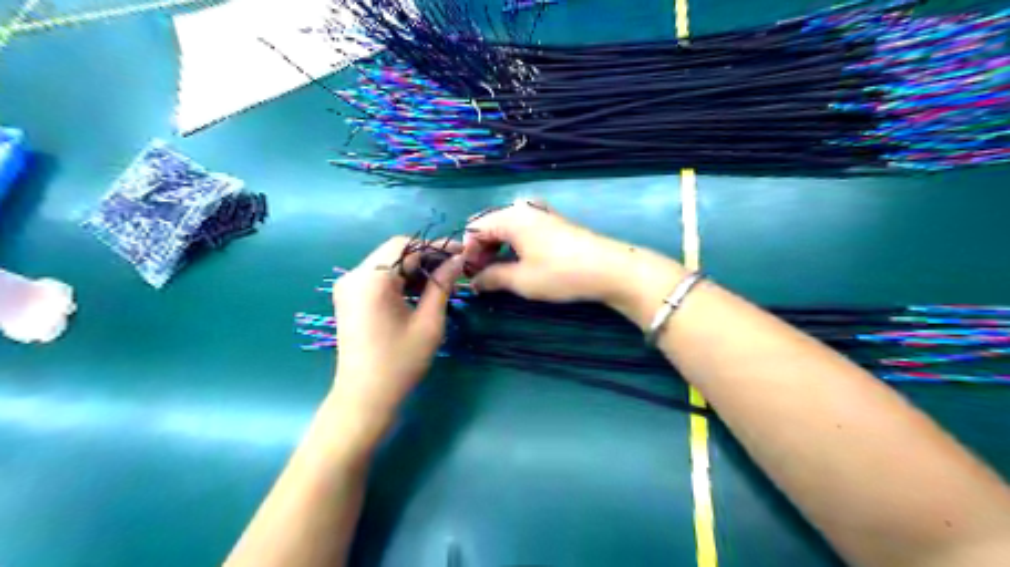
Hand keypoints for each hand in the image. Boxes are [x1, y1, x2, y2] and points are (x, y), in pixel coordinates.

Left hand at [330, 236, 462, 439]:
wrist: (364, 398)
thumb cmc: (400, 362)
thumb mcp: (429, 322)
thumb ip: (442, 285)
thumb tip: (457, 260)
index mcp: (372, 279)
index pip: (405, 245)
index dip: (435, 246)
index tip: (461, 253)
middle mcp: (354, 276)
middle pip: (394, 252)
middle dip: (426, 256)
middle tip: (454, 269)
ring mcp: (348, 287)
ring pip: (387, 263)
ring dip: (414, 268)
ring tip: (441, 281)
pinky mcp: (349, 299)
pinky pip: (378, 277)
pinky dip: (400, 279)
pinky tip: (419, 292)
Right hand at [461, 199, 680, 323]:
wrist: (609, 268)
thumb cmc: (559, 273)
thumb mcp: (521, 280)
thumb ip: (492, 278)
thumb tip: (474, 282)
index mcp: (510, 217)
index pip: (475, 228)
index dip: (468, 252)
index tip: (470, 276)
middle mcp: (523, 209)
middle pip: (490, 226)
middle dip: (482, 250)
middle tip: (483, 277)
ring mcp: (541, 215)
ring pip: (507, 229)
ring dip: (498, 249)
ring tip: (500, 273)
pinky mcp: (554, 224)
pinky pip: (523, 231)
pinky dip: (514, 246)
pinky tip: (520, 263)